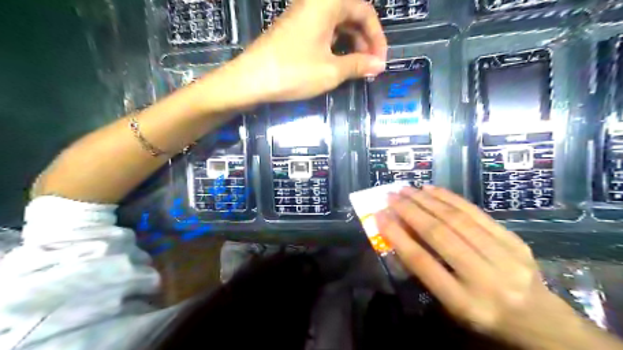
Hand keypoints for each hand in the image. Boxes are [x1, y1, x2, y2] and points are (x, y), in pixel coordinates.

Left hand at [218, 0, 388, 102]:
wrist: (250, 80)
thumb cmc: (293, 72)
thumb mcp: (331, 71)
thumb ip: (358, 65)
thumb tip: (378, 65)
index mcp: (327, 3)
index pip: (365, 11)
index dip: (377, 37)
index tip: (380, 62)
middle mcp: (315, 3)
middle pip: (351, 15)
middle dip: (365, 41)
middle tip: (370, 66)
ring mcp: (303, 16)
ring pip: (337, 24)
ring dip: (351, 44)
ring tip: (357, 68)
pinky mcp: (294, 30)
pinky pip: (323, 32)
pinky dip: (335, 46)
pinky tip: (337, 63)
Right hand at [371, 186, 581, 347]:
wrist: (540, 321)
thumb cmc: (484, 315)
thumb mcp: (450, 305)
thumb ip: (426, 272)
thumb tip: (401, 234)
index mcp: (464, 303)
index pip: (422, 263)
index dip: (397, 236)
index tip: (380, 216)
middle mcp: (485, 279)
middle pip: (440, 235)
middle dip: (410, 211)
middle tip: (391, 196)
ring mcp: (505, 257)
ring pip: (457, 219)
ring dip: (427, 200)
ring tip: (407, 189)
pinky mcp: (515, 241)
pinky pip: (476, 213)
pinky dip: (450, 198)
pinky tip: (432, 190)